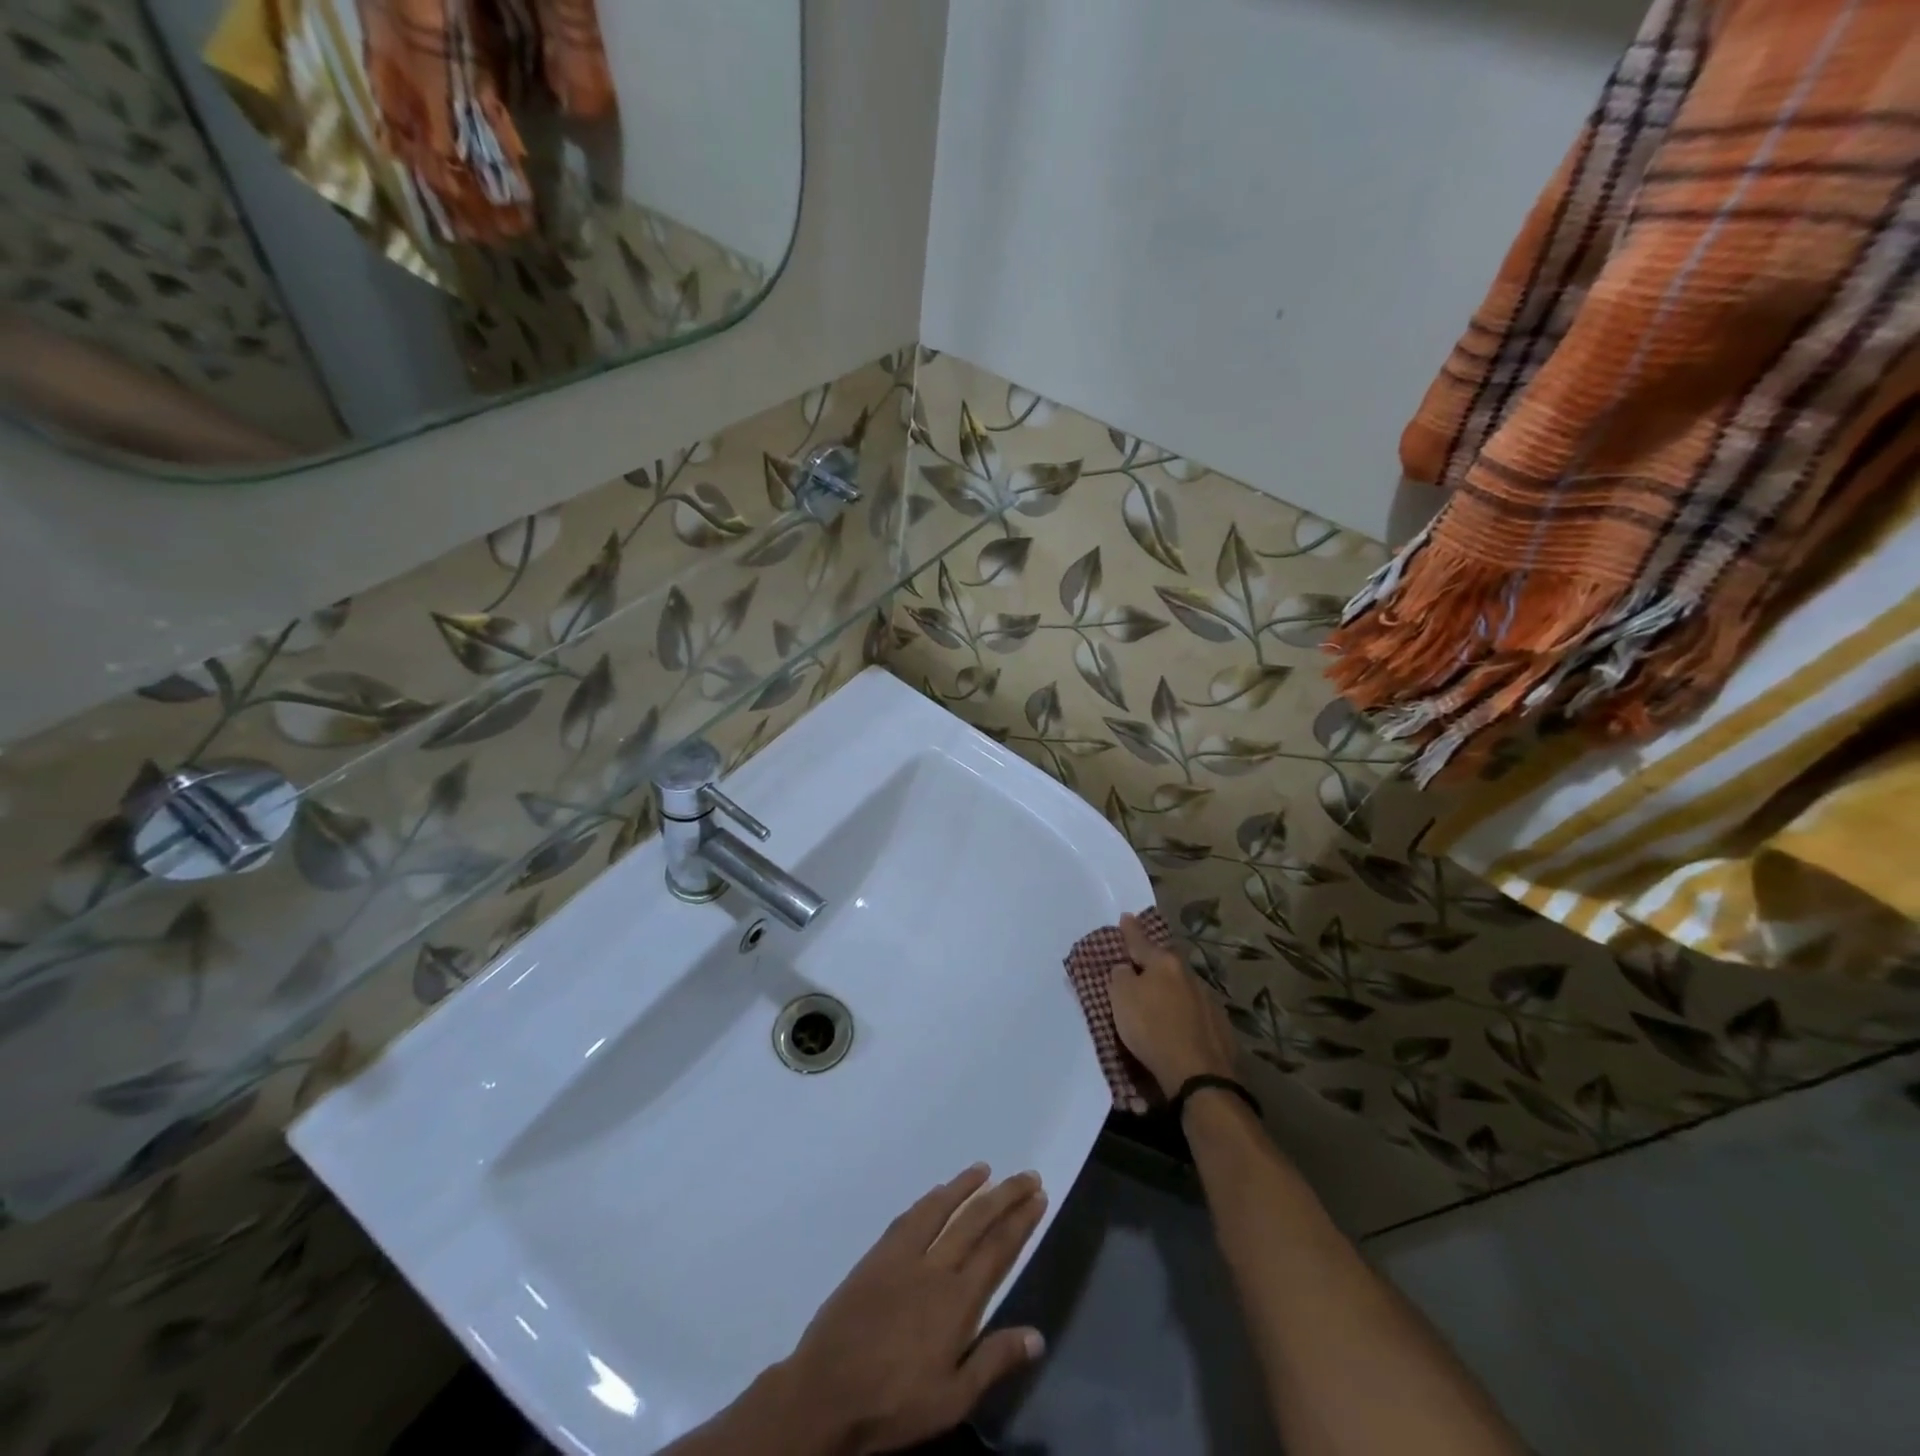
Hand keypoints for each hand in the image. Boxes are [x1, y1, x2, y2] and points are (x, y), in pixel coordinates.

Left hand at [777, 1165, 1048, 1453]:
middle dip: (1005, 1196)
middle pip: (977, 1221)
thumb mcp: (951, 1400)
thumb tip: (1037, 1335)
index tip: (1038, 1197)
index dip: (1020, 1221)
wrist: (826, 1392)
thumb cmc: (894, 1403)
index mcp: (958, 1300)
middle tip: (1027, 1175)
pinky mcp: (878, 1255)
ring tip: (985, 1169)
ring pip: (942, 1209)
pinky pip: (910, 1217)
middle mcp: (935, 1267)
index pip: (998, 1250)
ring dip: (966, 1186)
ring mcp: (904, 1256)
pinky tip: (938, 1193)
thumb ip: (994, 1361)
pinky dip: (930, 1200)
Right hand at [1109, 912, 1239, 1094]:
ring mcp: (1208, 1000)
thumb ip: (1120, 976)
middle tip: (1141, 962)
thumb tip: (1126, 968)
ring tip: (1159, 997)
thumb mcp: (1121, 998)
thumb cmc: (1152, 1029)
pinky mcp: (1220, 1026)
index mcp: (1164, 963)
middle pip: (1166, 962)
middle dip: (1154, 961)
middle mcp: (1188, 975)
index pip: (1141, 941)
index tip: (1126, 917)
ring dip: (1170, 988)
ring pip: (1183, 986)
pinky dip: (1184, 1012)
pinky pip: (1195, 1010)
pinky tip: (1179, 1023)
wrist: (1199, 1075)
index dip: (1130, 930)